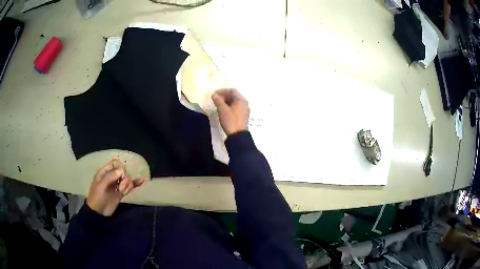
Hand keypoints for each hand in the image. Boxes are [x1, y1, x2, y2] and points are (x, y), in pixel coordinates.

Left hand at [86, 160, 146, 215]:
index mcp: (104, 172)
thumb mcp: (101, 186)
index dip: (120, 168)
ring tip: (123, 192)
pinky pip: (130, 186)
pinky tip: (142, 181)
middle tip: (121, 187)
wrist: (98, 212)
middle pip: (123, 171)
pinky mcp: (121, 192)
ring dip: (127, 185)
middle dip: (125, 178)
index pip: (115, 163)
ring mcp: (117, 185)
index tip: (121, 175)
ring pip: (127, 179)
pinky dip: (135, 183)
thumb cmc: (97, 197)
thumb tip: (122, 170)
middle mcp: (112, 177)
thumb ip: (110, 177)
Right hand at [211, 89, 249, 135]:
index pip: (232, 91)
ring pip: (234, 102)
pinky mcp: (242, 116)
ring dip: (225, 102)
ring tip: (218, 105)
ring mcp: (244, 110)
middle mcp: (244, 103)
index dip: (222, 91)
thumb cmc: (231, 121)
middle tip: (215, 100)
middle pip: (234, 96)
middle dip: (224, 96)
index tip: (214, 95)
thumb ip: (218, 101)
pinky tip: (223, 110)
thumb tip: (214, 95)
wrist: (238, 135)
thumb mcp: (223, 110)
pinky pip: (235, 107)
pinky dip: (229, 106)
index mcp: (241, 100)